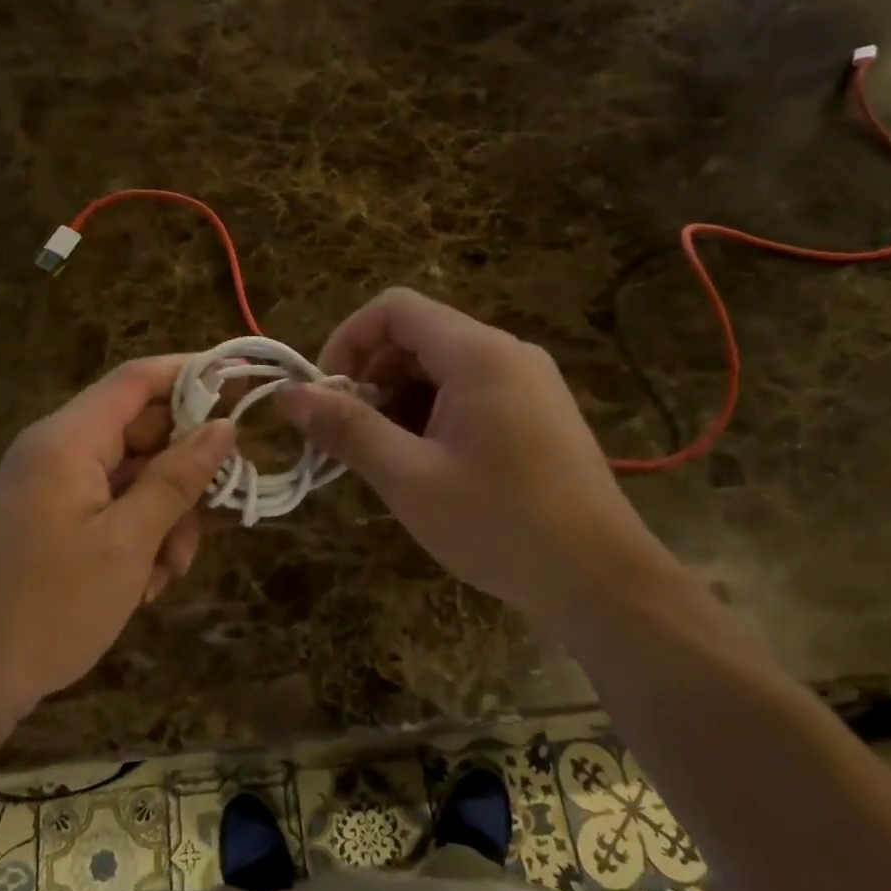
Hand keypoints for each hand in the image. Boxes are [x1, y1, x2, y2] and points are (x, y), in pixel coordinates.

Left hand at [0, 357, 235, 717]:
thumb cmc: (52, 605)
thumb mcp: (129, 542)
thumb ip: (177, 479)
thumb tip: (223, 427)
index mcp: (68, 439)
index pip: (137, 379)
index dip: (192, 374)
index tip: (243, 389)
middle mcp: (55, 451)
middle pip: (139, 432)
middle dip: (183, 472)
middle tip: (220, 511)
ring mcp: (49, 487)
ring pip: (130, 477)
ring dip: (163, 516)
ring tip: (171, 570)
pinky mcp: (48, 520)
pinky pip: (107, 507)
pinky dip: (135, 536)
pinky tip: (144, 584)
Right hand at [277, 288, 673, 617]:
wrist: (601, 581)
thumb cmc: (500, 526)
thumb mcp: (409, 478)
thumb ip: (346, 429)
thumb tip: (290, 396)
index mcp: (478, 354)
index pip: (394, 309)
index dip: (347, 341)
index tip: (325, 396)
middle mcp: (507, 353)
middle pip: (416, 338)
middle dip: (370, 379)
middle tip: (348, 439)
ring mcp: (528, 382)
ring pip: (440, 369)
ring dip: (398, 403)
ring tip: (385, 461)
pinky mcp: (537, 412)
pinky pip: (469, 393)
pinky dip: (432, 416)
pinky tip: (426, 467)